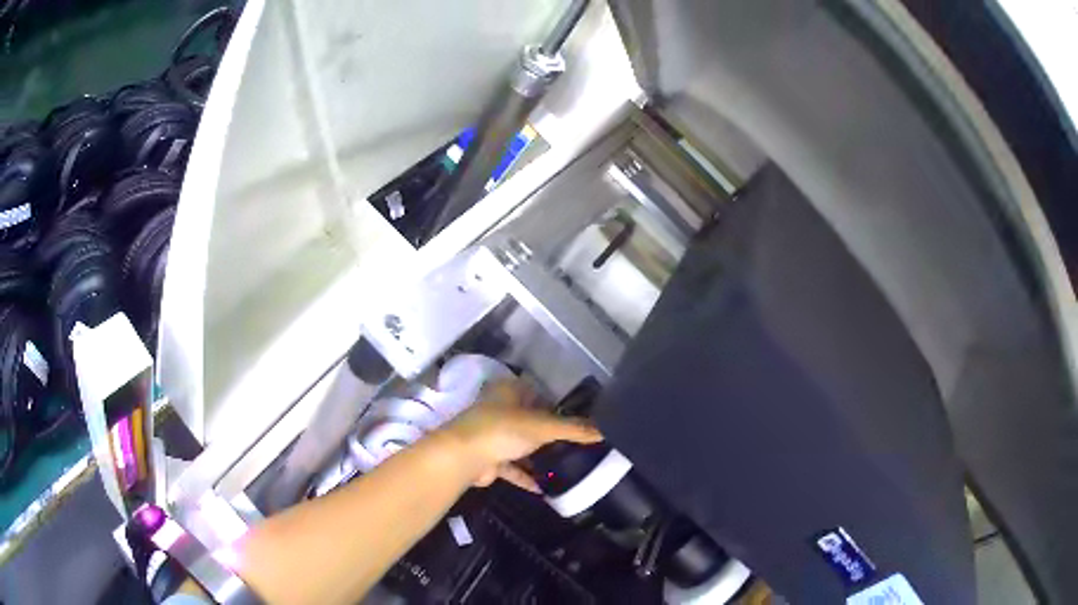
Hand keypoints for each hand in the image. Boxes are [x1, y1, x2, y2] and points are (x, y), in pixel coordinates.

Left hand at [441, 379, 601, 492]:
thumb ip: (573, 429)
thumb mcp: (543, 426)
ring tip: (567, 464)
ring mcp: (492, 436)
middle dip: (550, 433)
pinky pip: (513, 468)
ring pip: (521, 445)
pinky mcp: (489, 459)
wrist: (463, 458)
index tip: (581, 417)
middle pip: (531, 420)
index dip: (558, 403)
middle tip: (579, 443)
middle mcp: (499, 410)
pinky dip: (526, 477)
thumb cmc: (501, 430)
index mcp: (509, 391)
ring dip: (538, 455)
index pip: (538, 392)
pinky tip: (545, 488)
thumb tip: (605, 430)